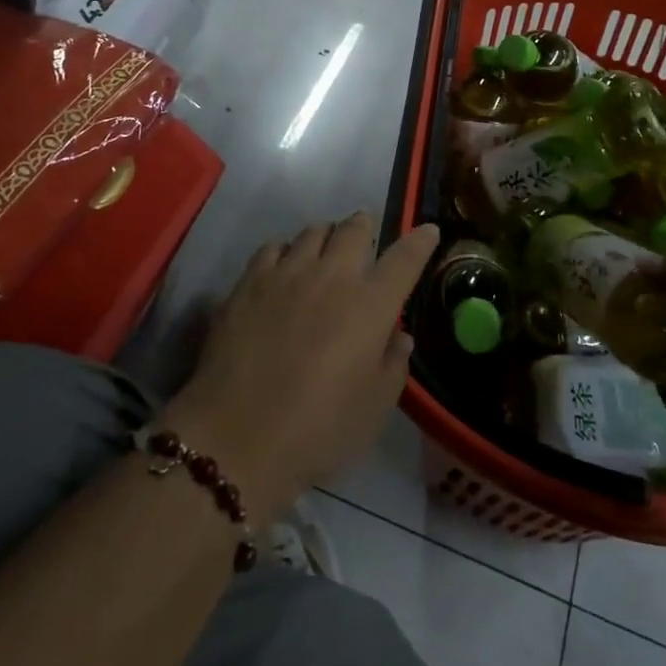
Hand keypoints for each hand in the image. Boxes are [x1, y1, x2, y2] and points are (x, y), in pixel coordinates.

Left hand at [164, 214, 439, 526]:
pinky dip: (285, 252)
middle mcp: (332, 275)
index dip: (420, 240)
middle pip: (354, 228)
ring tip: (324, 254)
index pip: (405, 258)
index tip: (428, 230)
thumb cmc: (319, 430)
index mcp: (371, 304)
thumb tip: (398, 334)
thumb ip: (393, 364)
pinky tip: (282, 270)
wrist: (238, 437)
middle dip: (365, 227)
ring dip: (326, 237)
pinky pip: (273, 247)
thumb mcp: (374, 408)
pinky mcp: (249, 281)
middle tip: (365, 241)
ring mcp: (287, 272)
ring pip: (313, 231)